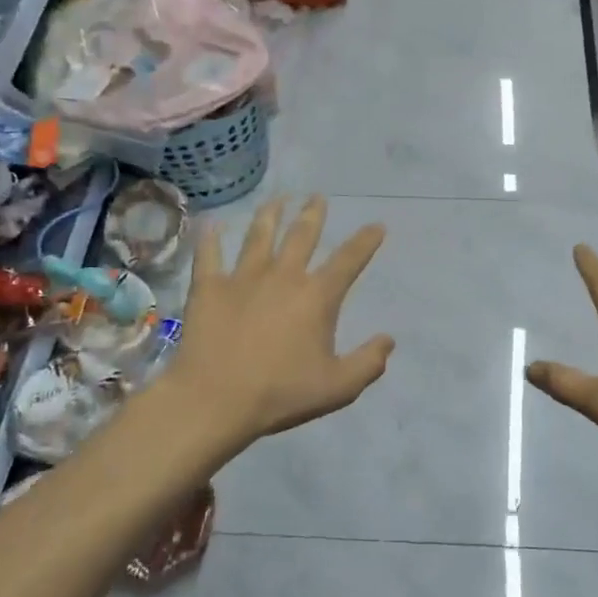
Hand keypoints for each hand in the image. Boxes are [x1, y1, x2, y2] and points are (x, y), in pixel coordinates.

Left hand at [168, 198, 394, 446]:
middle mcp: (283, 276)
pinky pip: (209, 254)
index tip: (377, 225)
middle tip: (317, 197)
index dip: (366, 241)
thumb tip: (388, 340)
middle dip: (313, 214)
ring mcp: (243, 278)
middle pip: (302, 236)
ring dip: (270, 214)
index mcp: (317, 297)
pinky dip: (210, 237)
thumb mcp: (338, 387)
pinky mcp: (209, 287)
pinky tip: (212, 224)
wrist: (214, 400)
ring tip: (277, 199)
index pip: (349, 260)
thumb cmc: (281, 394)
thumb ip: (369, 363)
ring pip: (259, 235)